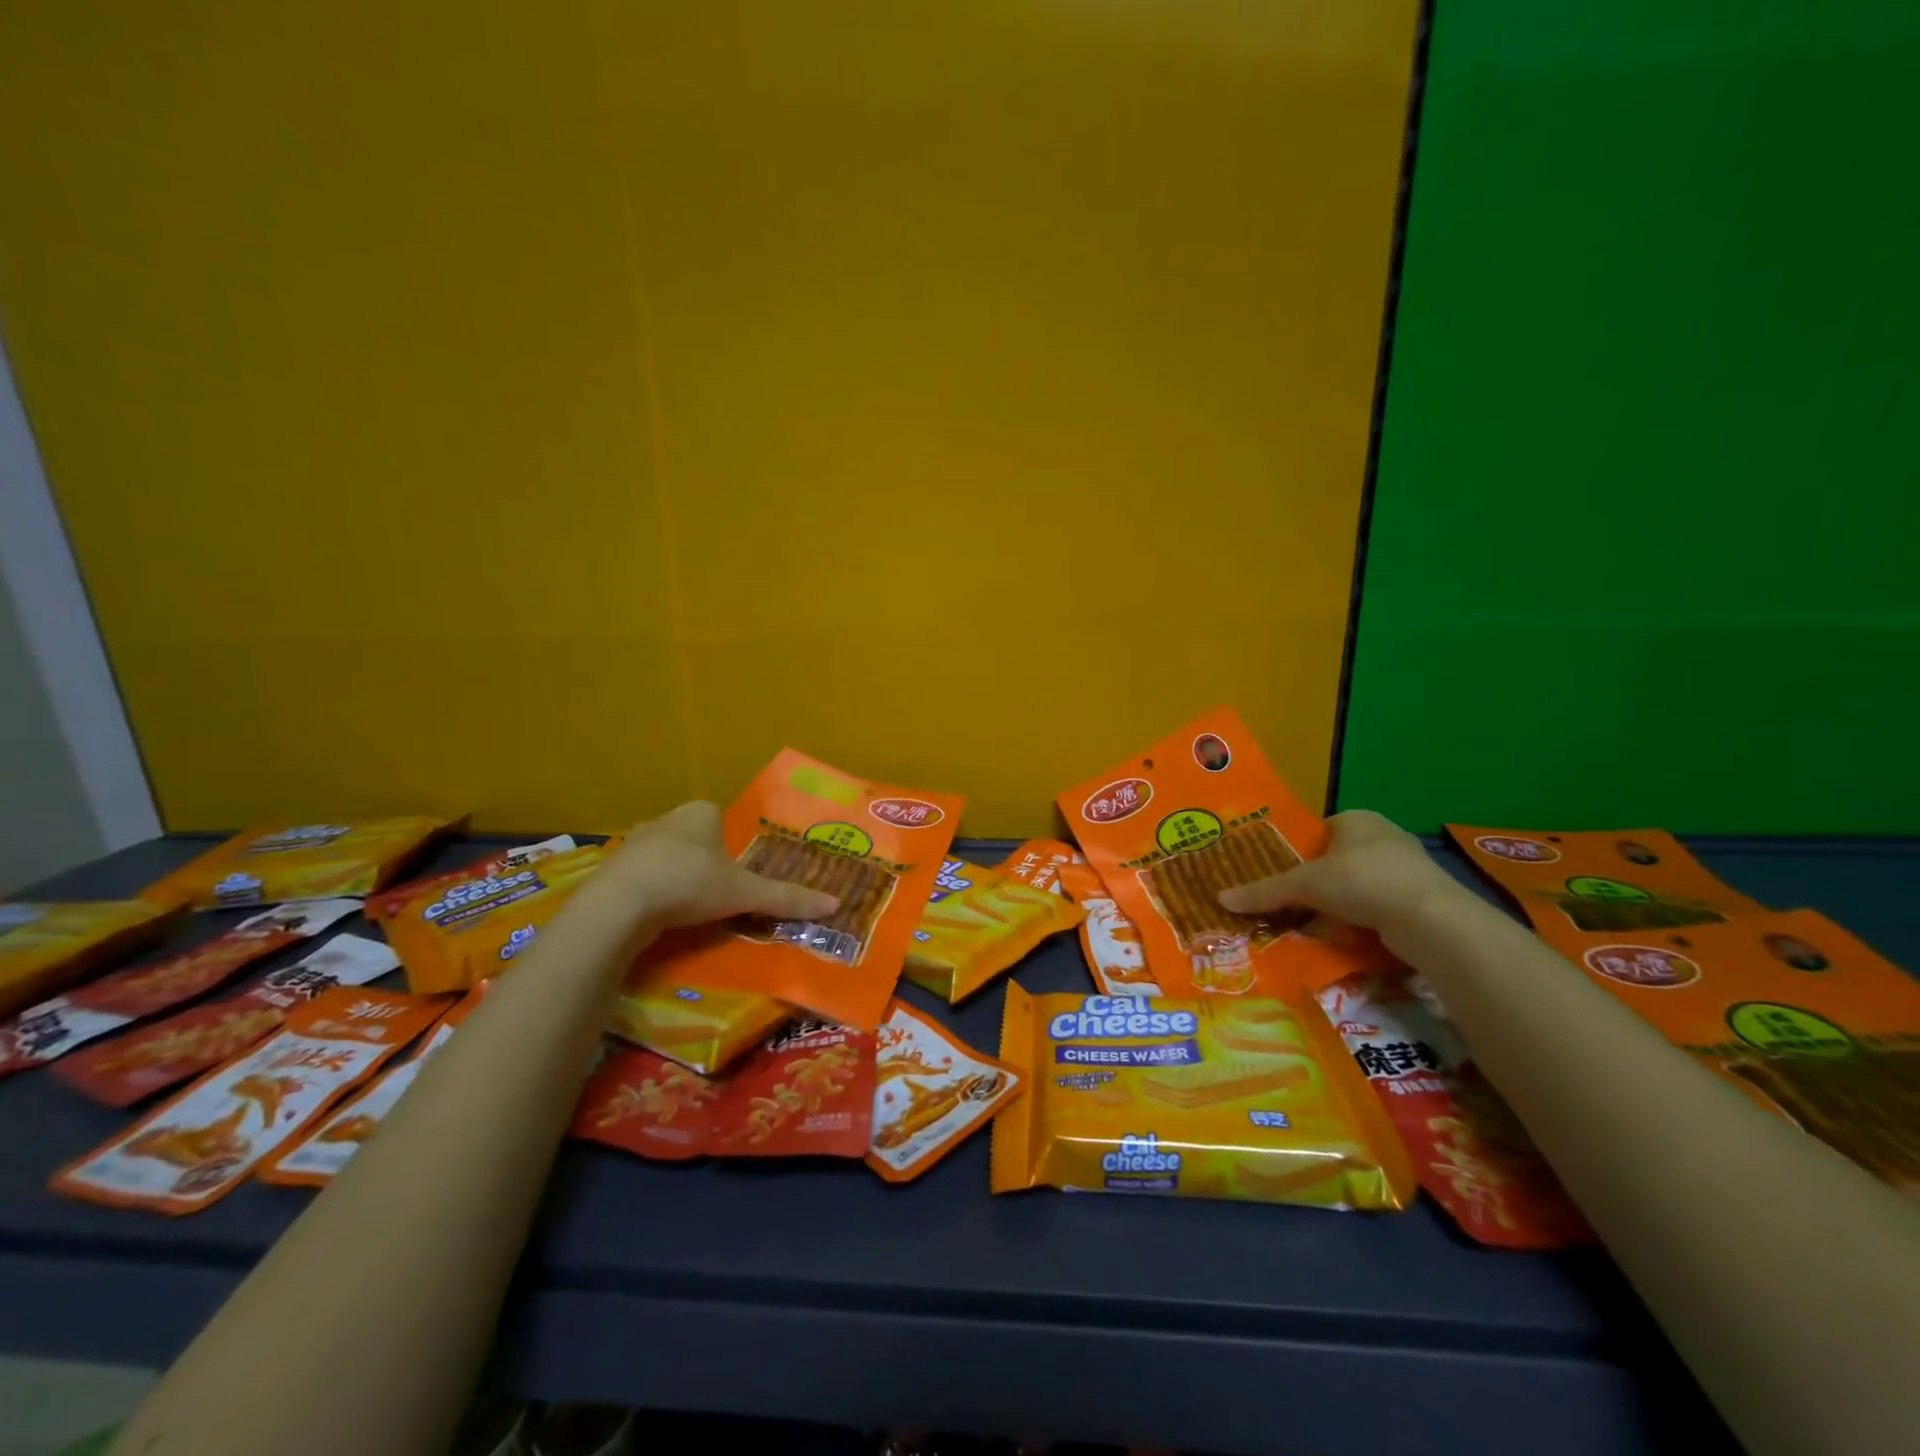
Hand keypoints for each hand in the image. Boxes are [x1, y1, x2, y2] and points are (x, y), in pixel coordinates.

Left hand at [599, 801, 838, 929]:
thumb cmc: (690, 884)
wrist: (620, 904)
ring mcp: (634, 843)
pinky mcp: (612, 869)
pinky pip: (640, 877)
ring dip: (675, 877)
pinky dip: (650, 892)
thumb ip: (786, 898)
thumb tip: (836, 904)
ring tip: (686, 908)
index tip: (735, 874)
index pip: (719, 819)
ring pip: (665, 857)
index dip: (729, 846)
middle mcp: (666, 819)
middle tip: (715, 893)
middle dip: (703, 861)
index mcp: (700, 812)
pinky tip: (657, 916)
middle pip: (693, 837)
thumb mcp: (744, 894)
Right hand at [1217, 810, 1458, 934]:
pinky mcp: (1421, 898)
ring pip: (1359, 884)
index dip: (1298, 852)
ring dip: (1340, 903)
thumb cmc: (1363, 882)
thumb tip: (1220, 898)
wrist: (1431, 920)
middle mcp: (1384, 836)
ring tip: (1315, 922)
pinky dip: (1362, 918)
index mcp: (1357, 819)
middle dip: (1318, 881)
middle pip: (1336, 859)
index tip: (1282, 876)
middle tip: (1293, 903)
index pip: (1318, 831)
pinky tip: (1347, 935)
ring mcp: (1407, 868)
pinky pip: (1379, 905)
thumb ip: (1264, 891)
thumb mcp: (1304, 885)